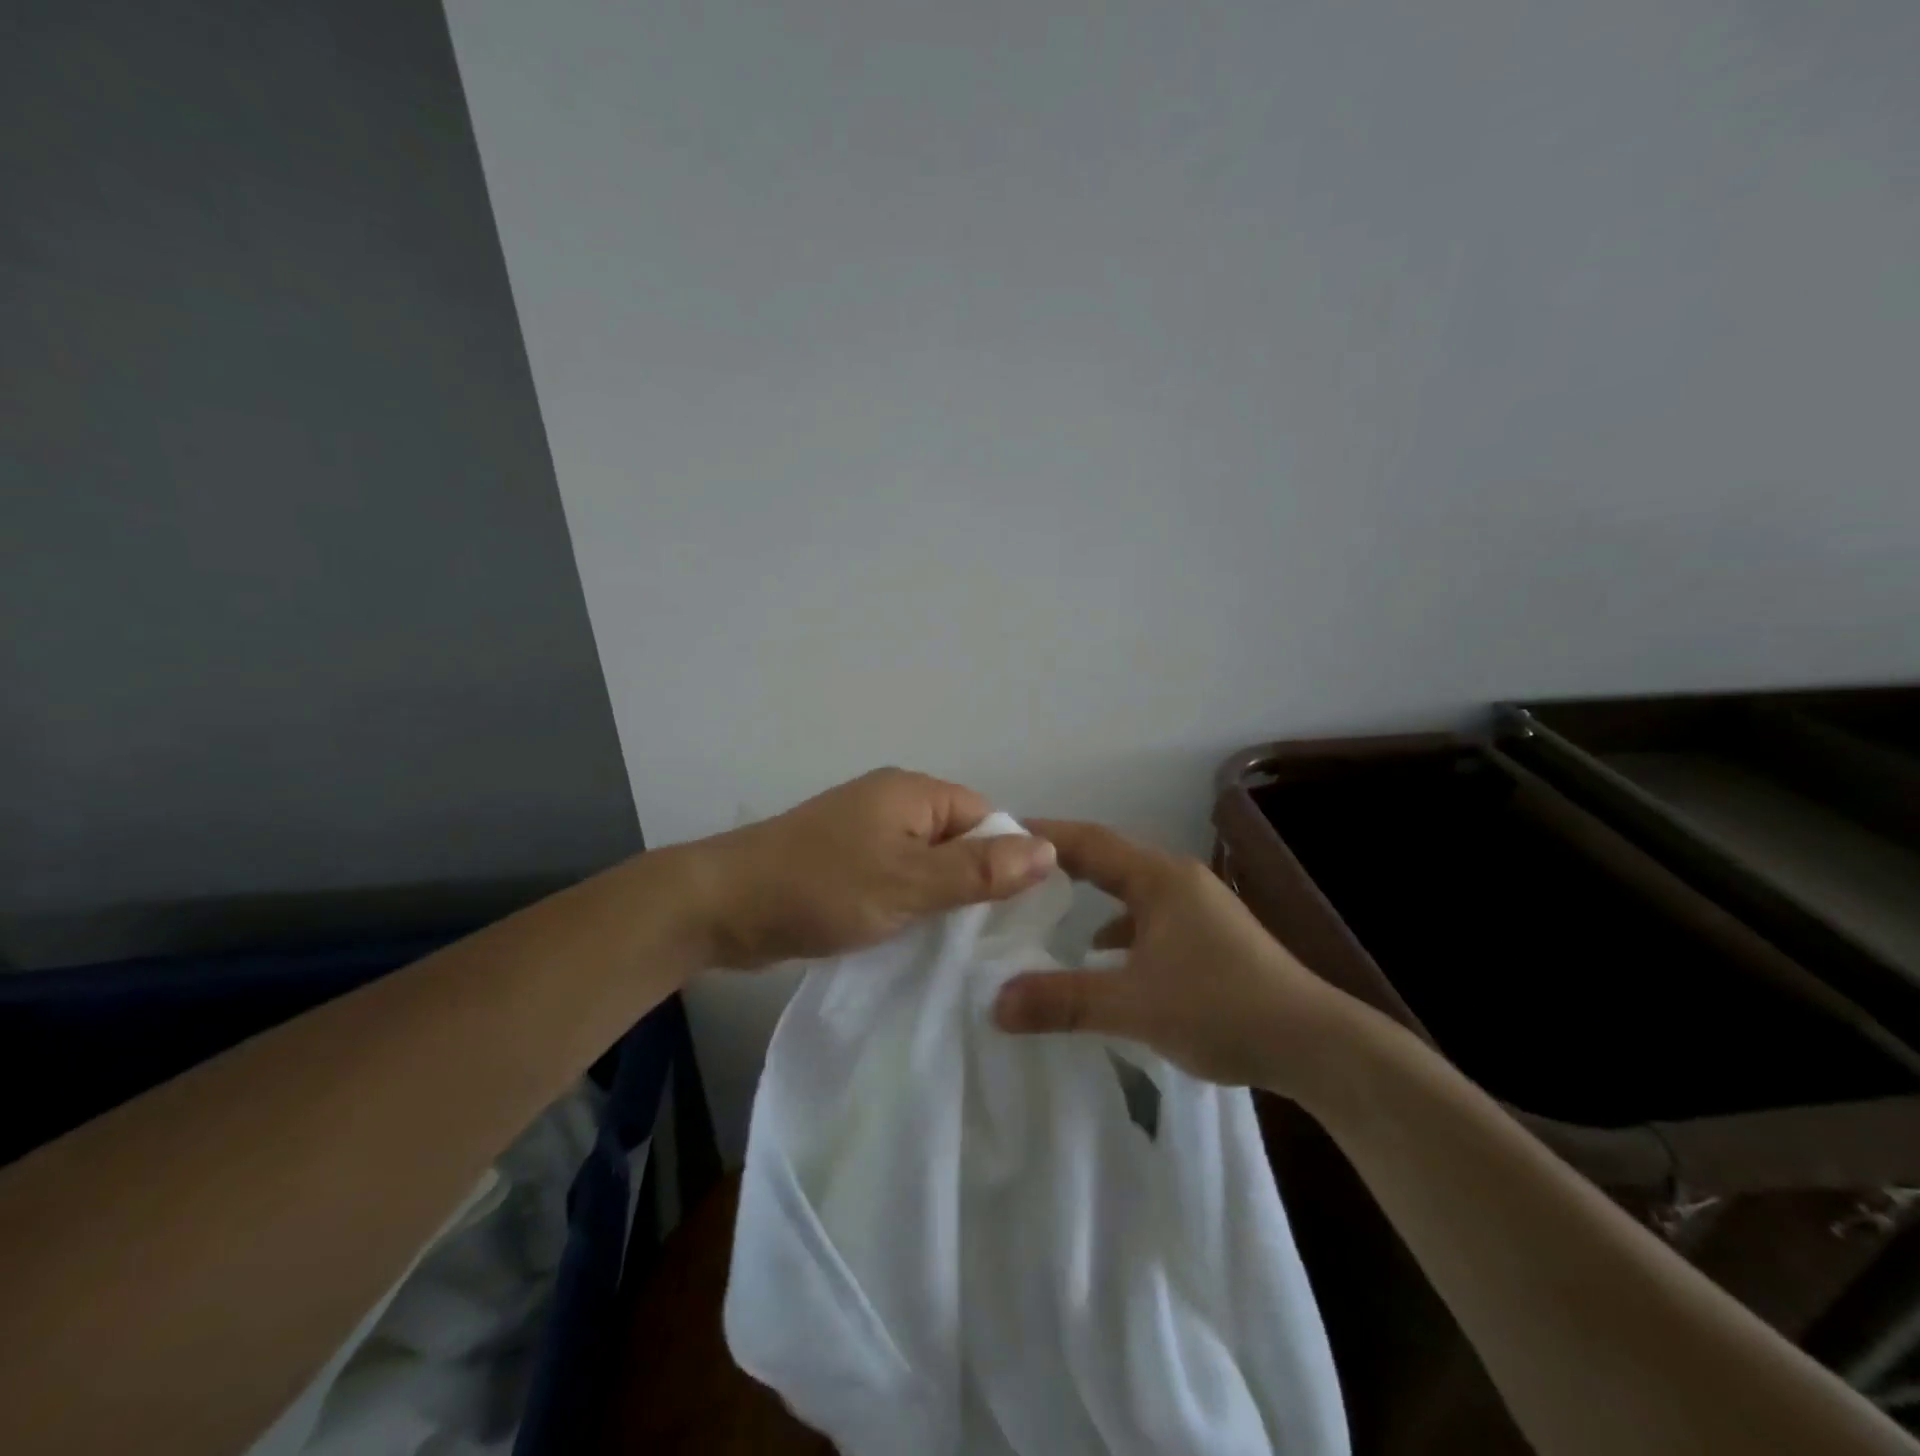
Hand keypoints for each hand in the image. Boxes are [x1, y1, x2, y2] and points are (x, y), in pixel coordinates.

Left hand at [689, 768, 1057, 969]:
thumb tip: (1049, 851)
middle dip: (973, 884)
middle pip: (959, 840)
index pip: (987, 817)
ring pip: (928, 864)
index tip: (1010, 914)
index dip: (1005, 860)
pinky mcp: (847, 863)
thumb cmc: (821, 888)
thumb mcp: (909, 883)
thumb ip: (979, 870)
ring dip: (940, 899)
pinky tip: (916, 938)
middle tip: (984, 938)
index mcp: (914, 792)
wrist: (723, 906)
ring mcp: (867, 833)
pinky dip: (910, 904)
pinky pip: (898, 878)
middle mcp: (894, 803)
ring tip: (953, 944)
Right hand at [991, 819, 1363, 1092]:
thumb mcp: (1134, 1005)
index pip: (1087, 841)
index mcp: (1159, 877)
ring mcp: (1197, 907)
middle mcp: (1177, 880)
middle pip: (1105, 860)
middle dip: (1058, 865)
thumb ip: (1063, 1000)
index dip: (1041, 836)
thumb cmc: (1222, 1008)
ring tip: (1043, 910)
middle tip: (1008, 873)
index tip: (996, 836)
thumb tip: (995, 1002)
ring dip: (1088, 897)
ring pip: (1127, 891)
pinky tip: (1102, 957)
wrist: (1316, 1045)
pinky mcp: (1208, 936)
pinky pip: (1147, 918)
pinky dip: (1116, 928)